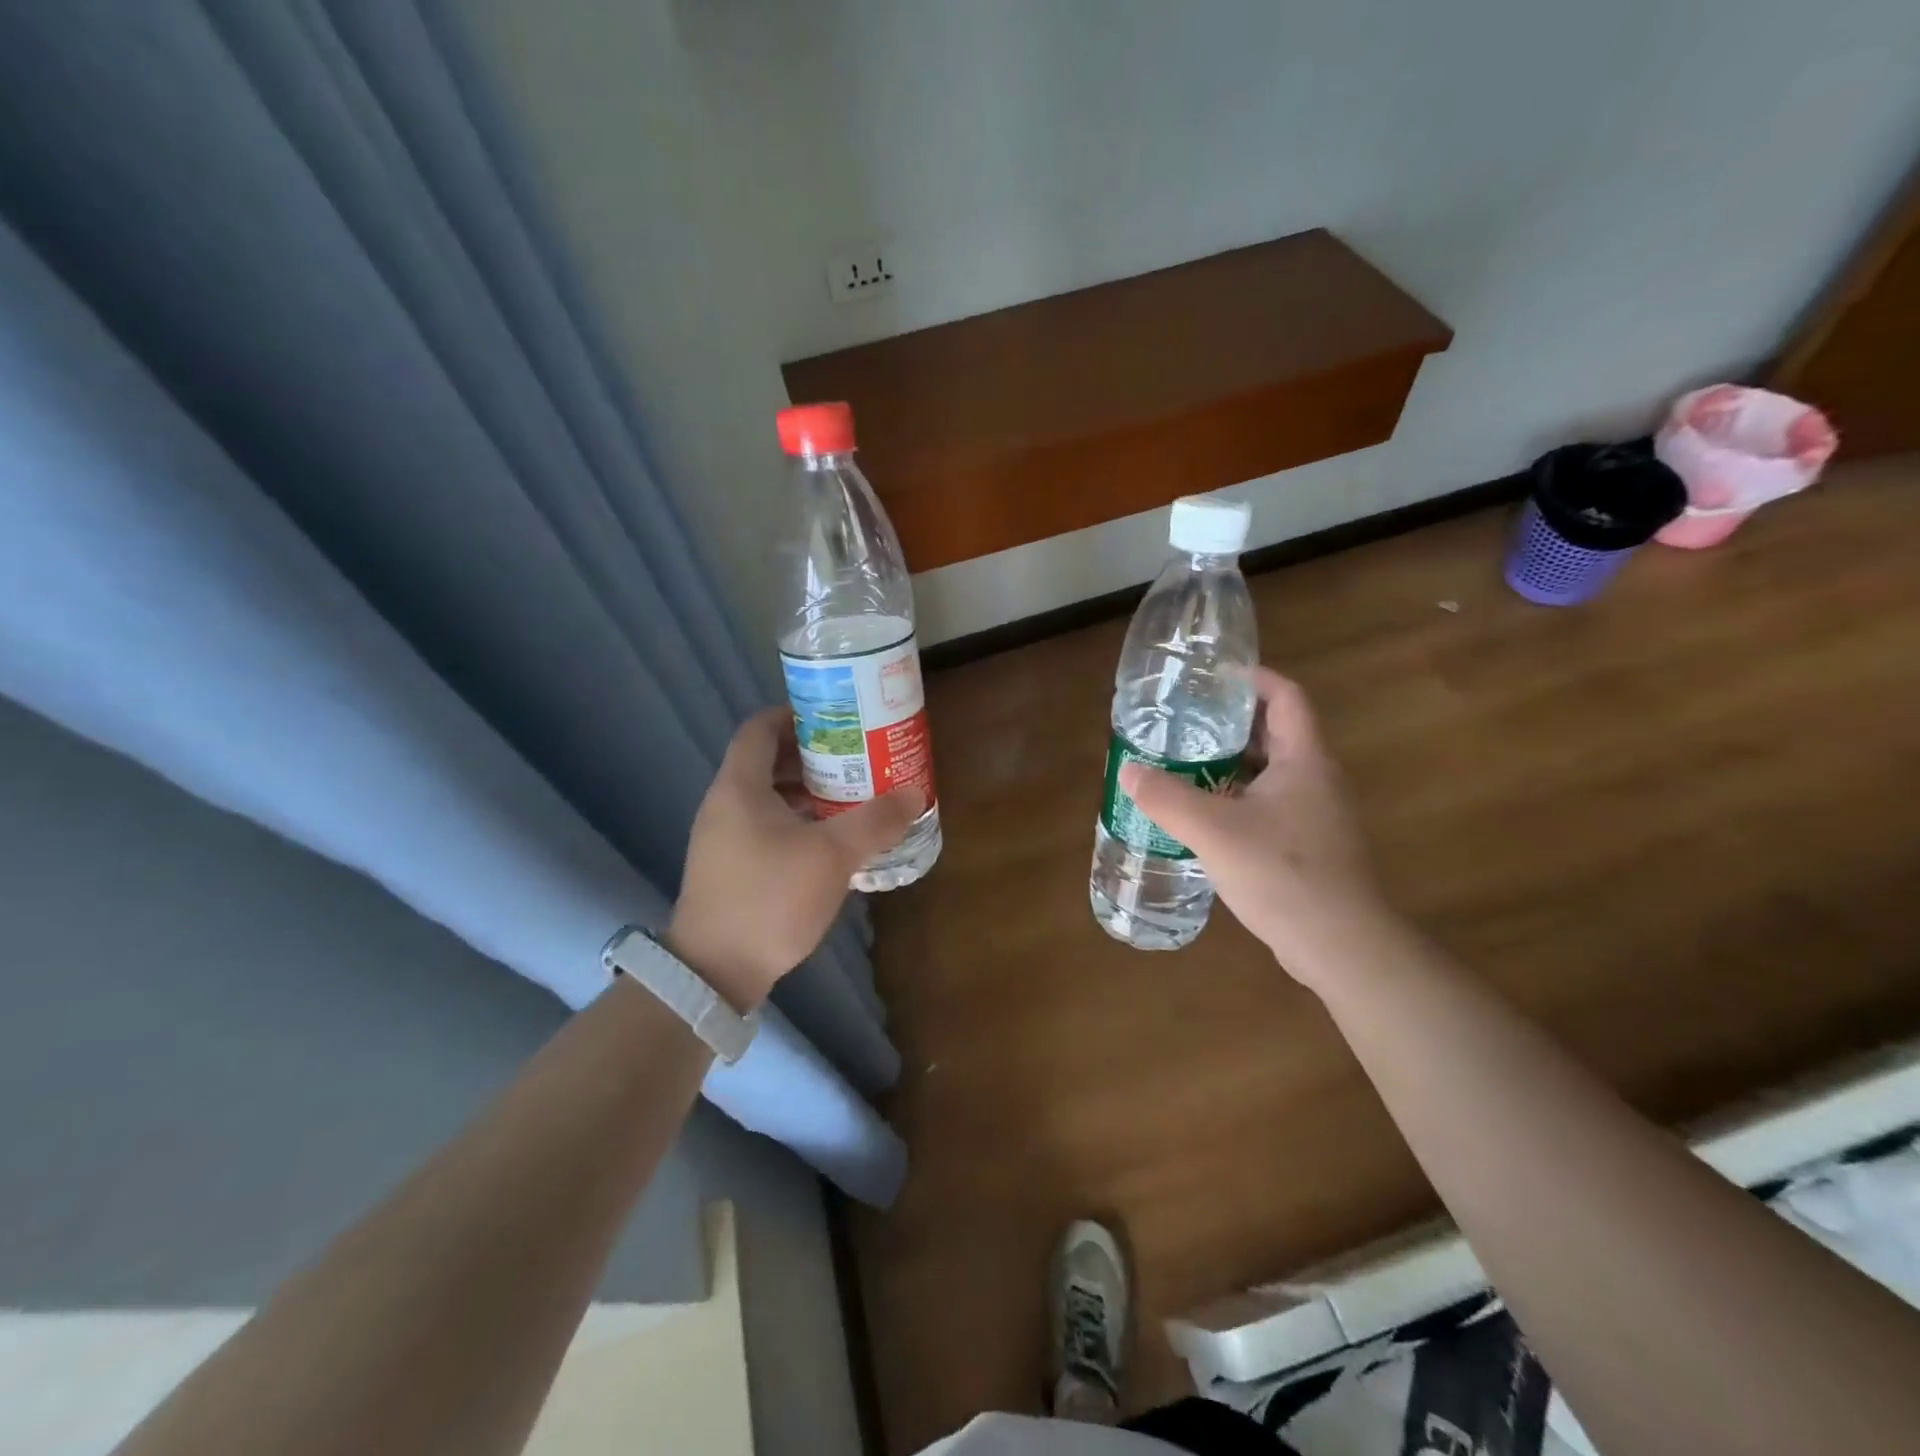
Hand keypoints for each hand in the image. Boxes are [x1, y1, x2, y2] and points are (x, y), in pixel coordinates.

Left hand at [669, 707, 925, 1010]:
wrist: (715, 970)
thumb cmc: (771, 897)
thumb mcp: (832, 855)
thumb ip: (875, 821)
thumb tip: (913, 794)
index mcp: (740, 786)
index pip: (760, 727)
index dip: (795, 715)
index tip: (836, 719)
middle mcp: (725, 804)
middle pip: (766, 760)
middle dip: (812, 756)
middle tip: (855, 758)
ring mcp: (723, 837)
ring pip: (767, 796)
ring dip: (807, 791)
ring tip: (850, 797)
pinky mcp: (729, 867)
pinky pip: (765, 825)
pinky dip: (796, 821)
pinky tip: (829, 841)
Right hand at [1119, 667, 1386, 987]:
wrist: (1341, 945)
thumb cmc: (1282, 873)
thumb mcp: (1213, 830)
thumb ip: (1167, 797)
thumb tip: (1128, 771)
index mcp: (1304, 760)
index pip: (1287, 697)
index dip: (1254, 679)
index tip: (1215, 677)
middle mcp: (1317, 779)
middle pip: (1277, 733)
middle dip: (1233, 722)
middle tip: (1187, 721)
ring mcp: (1319, 815)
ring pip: (1273, 772)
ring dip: (1234, 763)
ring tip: (1188, 763)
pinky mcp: (1312, 846)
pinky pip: (1273, 805)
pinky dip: (1241, 798)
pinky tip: (1207, 816)